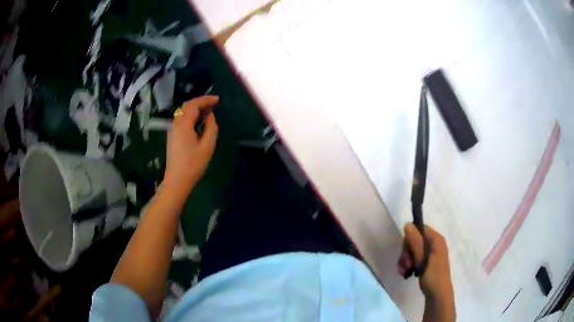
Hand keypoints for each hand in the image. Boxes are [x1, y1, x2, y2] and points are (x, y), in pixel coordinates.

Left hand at [163, 96, 218, 193]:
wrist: (177, 180)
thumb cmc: (193, 165)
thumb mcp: (207, 146)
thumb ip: (211, 128)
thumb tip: (210, 116)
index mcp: (184, 124)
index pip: (194, 105)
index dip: (206, 100)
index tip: (217, 99)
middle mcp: (176, 123)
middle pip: (187, 106)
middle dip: (200, 102)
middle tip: (213, 103)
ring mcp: (172, 129)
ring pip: (183, 112)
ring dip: (195, 108)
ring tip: (207, 110)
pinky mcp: (172, 135)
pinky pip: (181, 118)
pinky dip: (190, 115)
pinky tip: (198, 120)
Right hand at [398, 223, 453, 301]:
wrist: (437, 295)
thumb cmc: (433, 276)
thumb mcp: (423, 259)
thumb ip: (416, 242)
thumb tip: (408, 224)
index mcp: (436, 240)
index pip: (420, 229)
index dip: (410, 239)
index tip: (405, 252)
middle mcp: (434, 244)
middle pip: (414, 240)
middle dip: (406, 253)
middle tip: (405, 265)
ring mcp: (430, 253)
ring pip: (412, 250)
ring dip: (405, 261)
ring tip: (404, 272)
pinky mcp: (426, 262)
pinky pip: (414, 258)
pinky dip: (408, 265)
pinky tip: (406, 274)